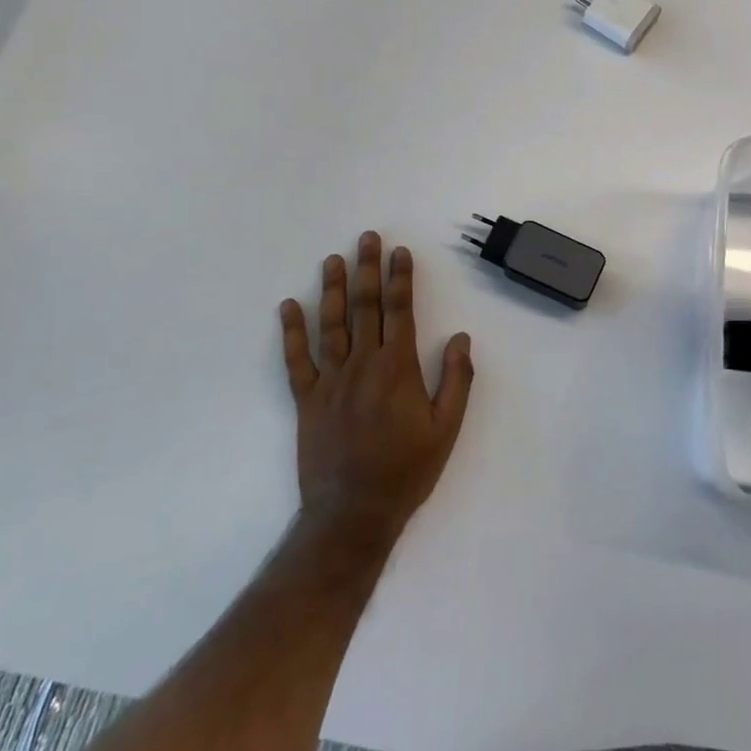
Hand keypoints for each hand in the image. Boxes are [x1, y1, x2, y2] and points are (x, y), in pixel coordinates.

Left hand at [280, 232, 474, 535]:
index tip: (400, 251)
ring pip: (331, 325)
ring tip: (333, 259)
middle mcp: (362, 365)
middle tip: (367, 237)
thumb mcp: (446, 429)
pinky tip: (289, 306)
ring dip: (333, 289)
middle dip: (368, 269)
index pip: (400, 311)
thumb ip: (456, 380)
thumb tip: (461, 337)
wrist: (353, 512)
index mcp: (398, 369)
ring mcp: (330, 381)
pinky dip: (292, 332)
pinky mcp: (307, 400)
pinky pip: (297, 360)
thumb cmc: (407, 470)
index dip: (400, 278)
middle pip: (365, 307)